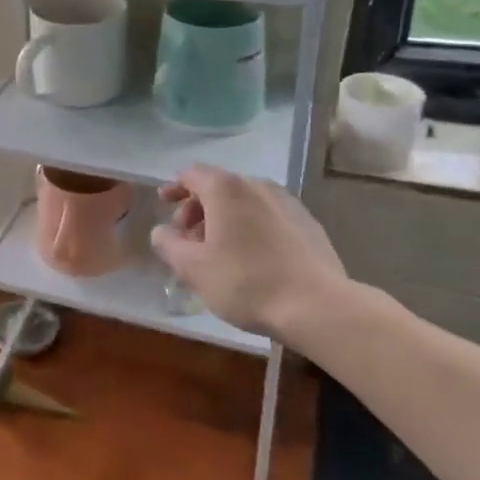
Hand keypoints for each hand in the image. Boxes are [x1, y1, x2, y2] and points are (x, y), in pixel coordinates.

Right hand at [150, 165, 360, 347]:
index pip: (192, 174)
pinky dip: (252, 228)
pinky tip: (252, 258)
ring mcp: (288, 203)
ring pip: (246, 202)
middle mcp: (258, 185)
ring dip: (226, 220)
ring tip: (219, 251)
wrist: (317, 306)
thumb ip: (168, 244)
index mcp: (226, 189)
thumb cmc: (245, 282)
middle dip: (198, 209)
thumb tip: (162, 232)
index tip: (164, 204)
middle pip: (219, 187)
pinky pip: (269, 217)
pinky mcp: (309, 224)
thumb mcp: (192, 268)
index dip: (175, 187)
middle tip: (188, 240)